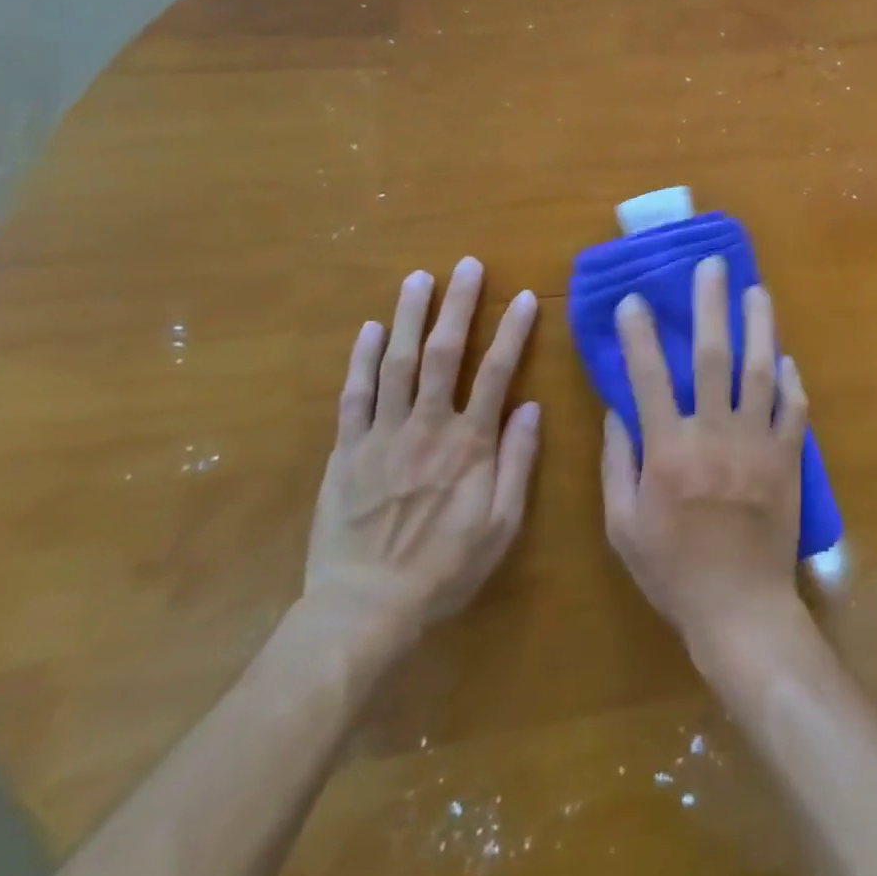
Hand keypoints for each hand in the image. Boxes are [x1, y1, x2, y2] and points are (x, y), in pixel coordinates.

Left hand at [305, 256, 540, 637]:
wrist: (363, 610)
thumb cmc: (444, 569)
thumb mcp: (501, 526)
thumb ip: (517, 463)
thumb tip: (531, 407)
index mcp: (469, 444)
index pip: (496, 372)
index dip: (512, 331)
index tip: (523, 297)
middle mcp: (426, 427)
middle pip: (442, 354)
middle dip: (457, 305)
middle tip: (466, 265)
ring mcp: (381, 435)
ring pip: (395, 363)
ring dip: (407, 317)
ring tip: (418, 279)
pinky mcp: (345, 451)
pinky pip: (353, 396)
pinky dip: (360, 360)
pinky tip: (368, 330)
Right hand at [600, 256, 811, 664]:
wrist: (740, 609)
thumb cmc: (673, 571)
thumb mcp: (622, 526)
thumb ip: (616, 464)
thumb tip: (618, 410)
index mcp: (667, 451)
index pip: (648, 378)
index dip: (639, 335)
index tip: (635, 299)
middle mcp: (714, 435)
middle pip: (712, 357)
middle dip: (711, 306)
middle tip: (713, 266)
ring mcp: (757, 443)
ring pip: (760, 370)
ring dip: (758, 325)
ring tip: (756, 290)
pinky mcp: (788, 456)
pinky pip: (793, 407)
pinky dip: (790, 379)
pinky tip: (785, 356)